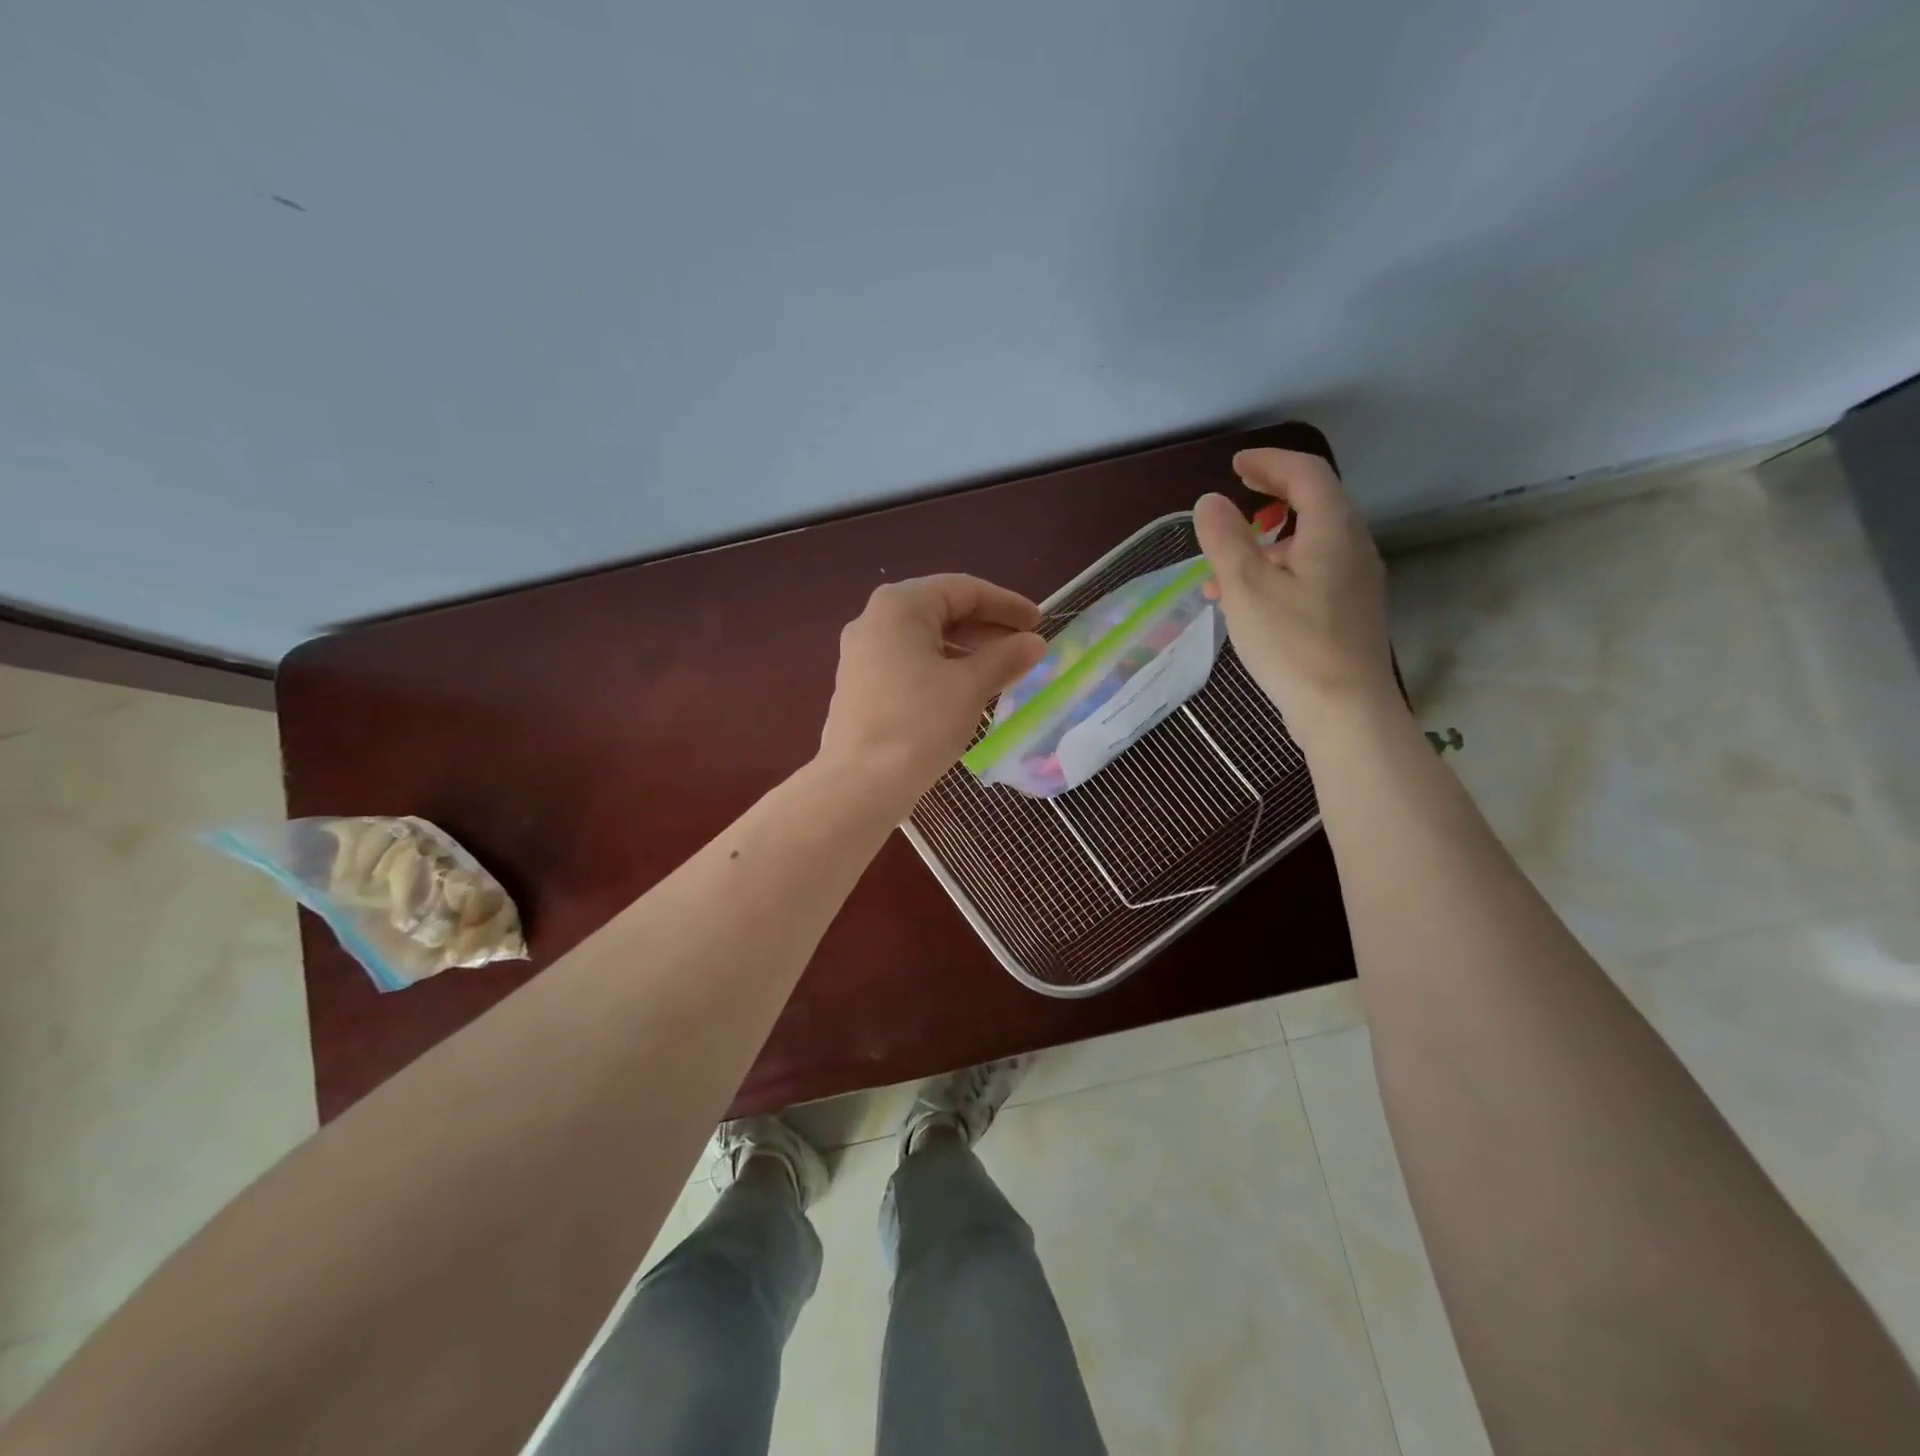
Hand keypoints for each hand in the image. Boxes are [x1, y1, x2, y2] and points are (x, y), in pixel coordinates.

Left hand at [818, 574, 1046, 810]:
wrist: (860, 784)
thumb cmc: (920, 723)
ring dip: (967, 651)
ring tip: (1002, 672)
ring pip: (926, 640)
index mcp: (900, 606)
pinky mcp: (860, 686)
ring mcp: (862, 654)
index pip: (964, 590)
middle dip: (987, 628)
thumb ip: (1005, 657)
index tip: (1039, 623)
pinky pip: (909, 663)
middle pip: (942, 611)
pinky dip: (942, 669)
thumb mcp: (970, 687)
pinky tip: (967, 692)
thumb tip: (1033, 643)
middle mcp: (874, 620)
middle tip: (1024, 647)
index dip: (1006, 604)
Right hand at [1193, 448, 1398, 744]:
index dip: (1269, 462)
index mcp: (1332, 530)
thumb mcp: (1246, 587)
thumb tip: (1209, 502)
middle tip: (1236, 501)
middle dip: (1271, 498)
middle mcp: (1353, 546)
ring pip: (1311, 542)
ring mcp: (1357, 580)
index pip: (1306, 473)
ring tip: (1226, 568)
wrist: (1345, 710)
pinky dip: (1280, 570)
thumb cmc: (1292, 643)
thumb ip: (1225, 539)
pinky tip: (1251, 602)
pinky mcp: (1351, 610)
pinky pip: (1314, 571)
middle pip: (1315, 503)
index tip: (1236, 465)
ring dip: (1269, 542)